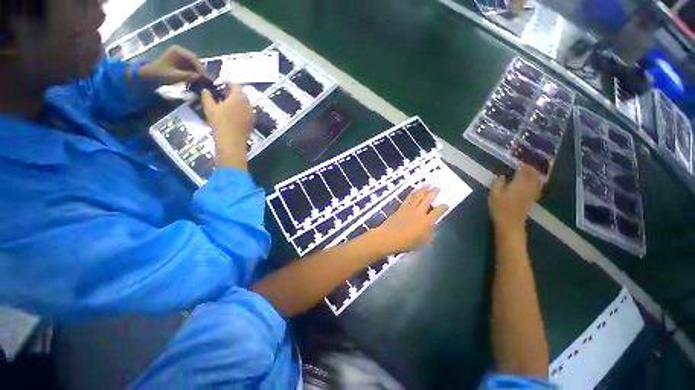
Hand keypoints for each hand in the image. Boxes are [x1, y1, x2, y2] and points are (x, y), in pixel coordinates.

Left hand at [138, 45, 206, 85]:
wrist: (151, 75)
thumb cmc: (160, 74)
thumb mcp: (173, 75)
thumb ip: (186, 75)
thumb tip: (200, 77)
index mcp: (177, 50)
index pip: (193, 58)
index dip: (200, 67)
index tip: (205, 77)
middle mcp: (182, 52)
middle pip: (196, 61)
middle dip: (202, 70)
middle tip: (207, 80)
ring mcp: (184, 57)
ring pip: (197, 65)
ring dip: (201, 73)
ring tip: (205, 81)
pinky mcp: (185, 63)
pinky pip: (194, 68)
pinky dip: (198, 74)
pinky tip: (201, 80)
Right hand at [200, 84, 253, 168]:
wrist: (232, 141)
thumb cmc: (220, 123)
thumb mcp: (209, 107)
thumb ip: (207, 95)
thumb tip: (205, 89)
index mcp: (239, 97)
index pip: (234, 85)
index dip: (226, 82)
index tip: (219, 83)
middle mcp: (248, 103)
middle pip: (241, 94)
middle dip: (232, 92)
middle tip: (222, 93)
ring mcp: (252, 113)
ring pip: (245, 103)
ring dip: (237, 101)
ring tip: (226, 103)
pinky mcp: (252, 121)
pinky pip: (247, 111)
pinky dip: (240, 109)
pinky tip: (232, 113)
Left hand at [373, 185, 447, 253]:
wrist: (388, 237)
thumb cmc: (406, 243)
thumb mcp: (422, 242)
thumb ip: (429, 233)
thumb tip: (432, 226)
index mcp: (427, 221)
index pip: (438, 211)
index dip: (443, 207)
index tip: (446, 204)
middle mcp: (419, 212)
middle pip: (428, 199)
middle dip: (434, 193)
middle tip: (438, 187)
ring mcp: (409, 208)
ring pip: (418, 196)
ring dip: (424, 189)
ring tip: (428, 184)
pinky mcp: (401, 207)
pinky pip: (408, 198)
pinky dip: (412, 193)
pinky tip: (415, 190)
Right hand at [488, 165, 542, 235]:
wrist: (510, 223)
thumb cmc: (499, 208)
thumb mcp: (494, 194)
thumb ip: (498, 183)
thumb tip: (502, 176)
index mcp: (518, 184)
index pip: (523, 171)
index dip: (521, 165)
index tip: (518, 161)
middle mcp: (528, 187)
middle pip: (532, 174)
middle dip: (530, 168)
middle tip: (524, 163)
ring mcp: (532, 193)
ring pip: (537, 180)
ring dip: (535, 174)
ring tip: (530, 170)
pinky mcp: (533, 199)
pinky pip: (538, 187)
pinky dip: (537, 182)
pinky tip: (535, 181)